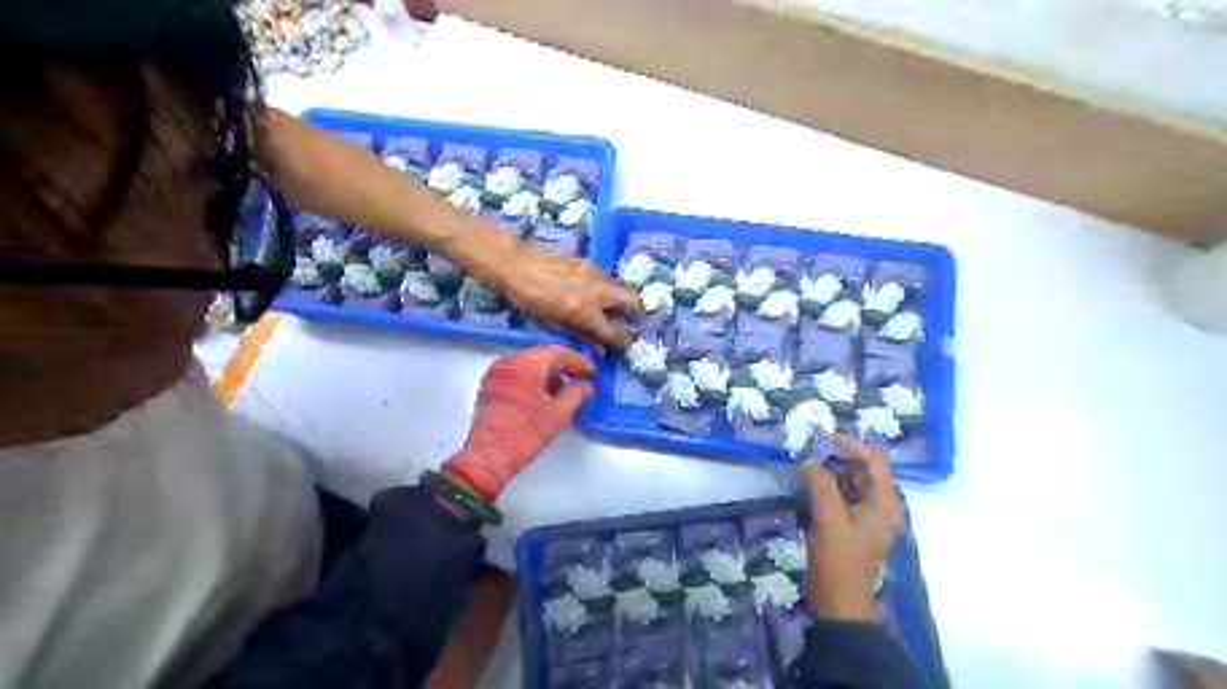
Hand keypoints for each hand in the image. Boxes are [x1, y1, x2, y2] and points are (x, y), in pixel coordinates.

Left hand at [441, 343, 594, 501]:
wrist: (490, 456)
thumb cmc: (522, 436)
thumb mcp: (558, 414)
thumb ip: (575, 394)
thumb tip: (584, 386)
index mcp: (525, 367)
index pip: (557, 353)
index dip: (577, 361)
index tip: (590, 371)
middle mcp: (508, 363)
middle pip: (542, 354)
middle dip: (563, 364)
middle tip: (580, 375)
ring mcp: (497, 373)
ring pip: (529, 362)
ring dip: (548, 371)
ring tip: (564, 388)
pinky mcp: (491, 385)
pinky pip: (516, 372)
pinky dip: (533, 377)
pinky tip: (544, 393)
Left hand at [498, 249, 651, 352]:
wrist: (518, 266)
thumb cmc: (531, 300)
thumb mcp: (554, 323)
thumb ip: (582, 335)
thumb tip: (601, 349)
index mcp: (586, 311)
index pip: (615, 331)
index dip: (623, 341)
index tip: (626, 343)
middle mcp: (598, 291)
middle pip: (634, 301)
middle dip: (638, 314)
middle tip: (634, 322)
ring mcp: (596, 274)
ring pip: (621, 288)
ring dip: (621, 301)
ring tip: (611, 310)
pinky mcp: (590, 263)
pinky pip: (607, 280)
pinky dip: (608, 290)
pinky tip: (594, 295)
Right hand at [808, 436, 896, 623]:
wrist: (837, 601)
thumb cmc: (838, 559)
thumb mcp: (828, 517)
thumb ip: (820, 484)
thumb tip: (809, 461)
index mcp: (885, 503)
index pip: (876, 462)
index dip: (854, 445)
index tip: (827, 437)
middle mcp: (881, 507)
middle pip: (865, 471)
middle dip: (840, 457)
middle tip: (812, 449)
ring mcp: (867, 518)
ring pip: (852, 484)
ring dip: (832, 472)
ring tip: (807, 464)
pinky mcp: (853, 527)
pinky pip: (844, 498)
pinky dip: (828, 488)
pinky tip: (808, 486)